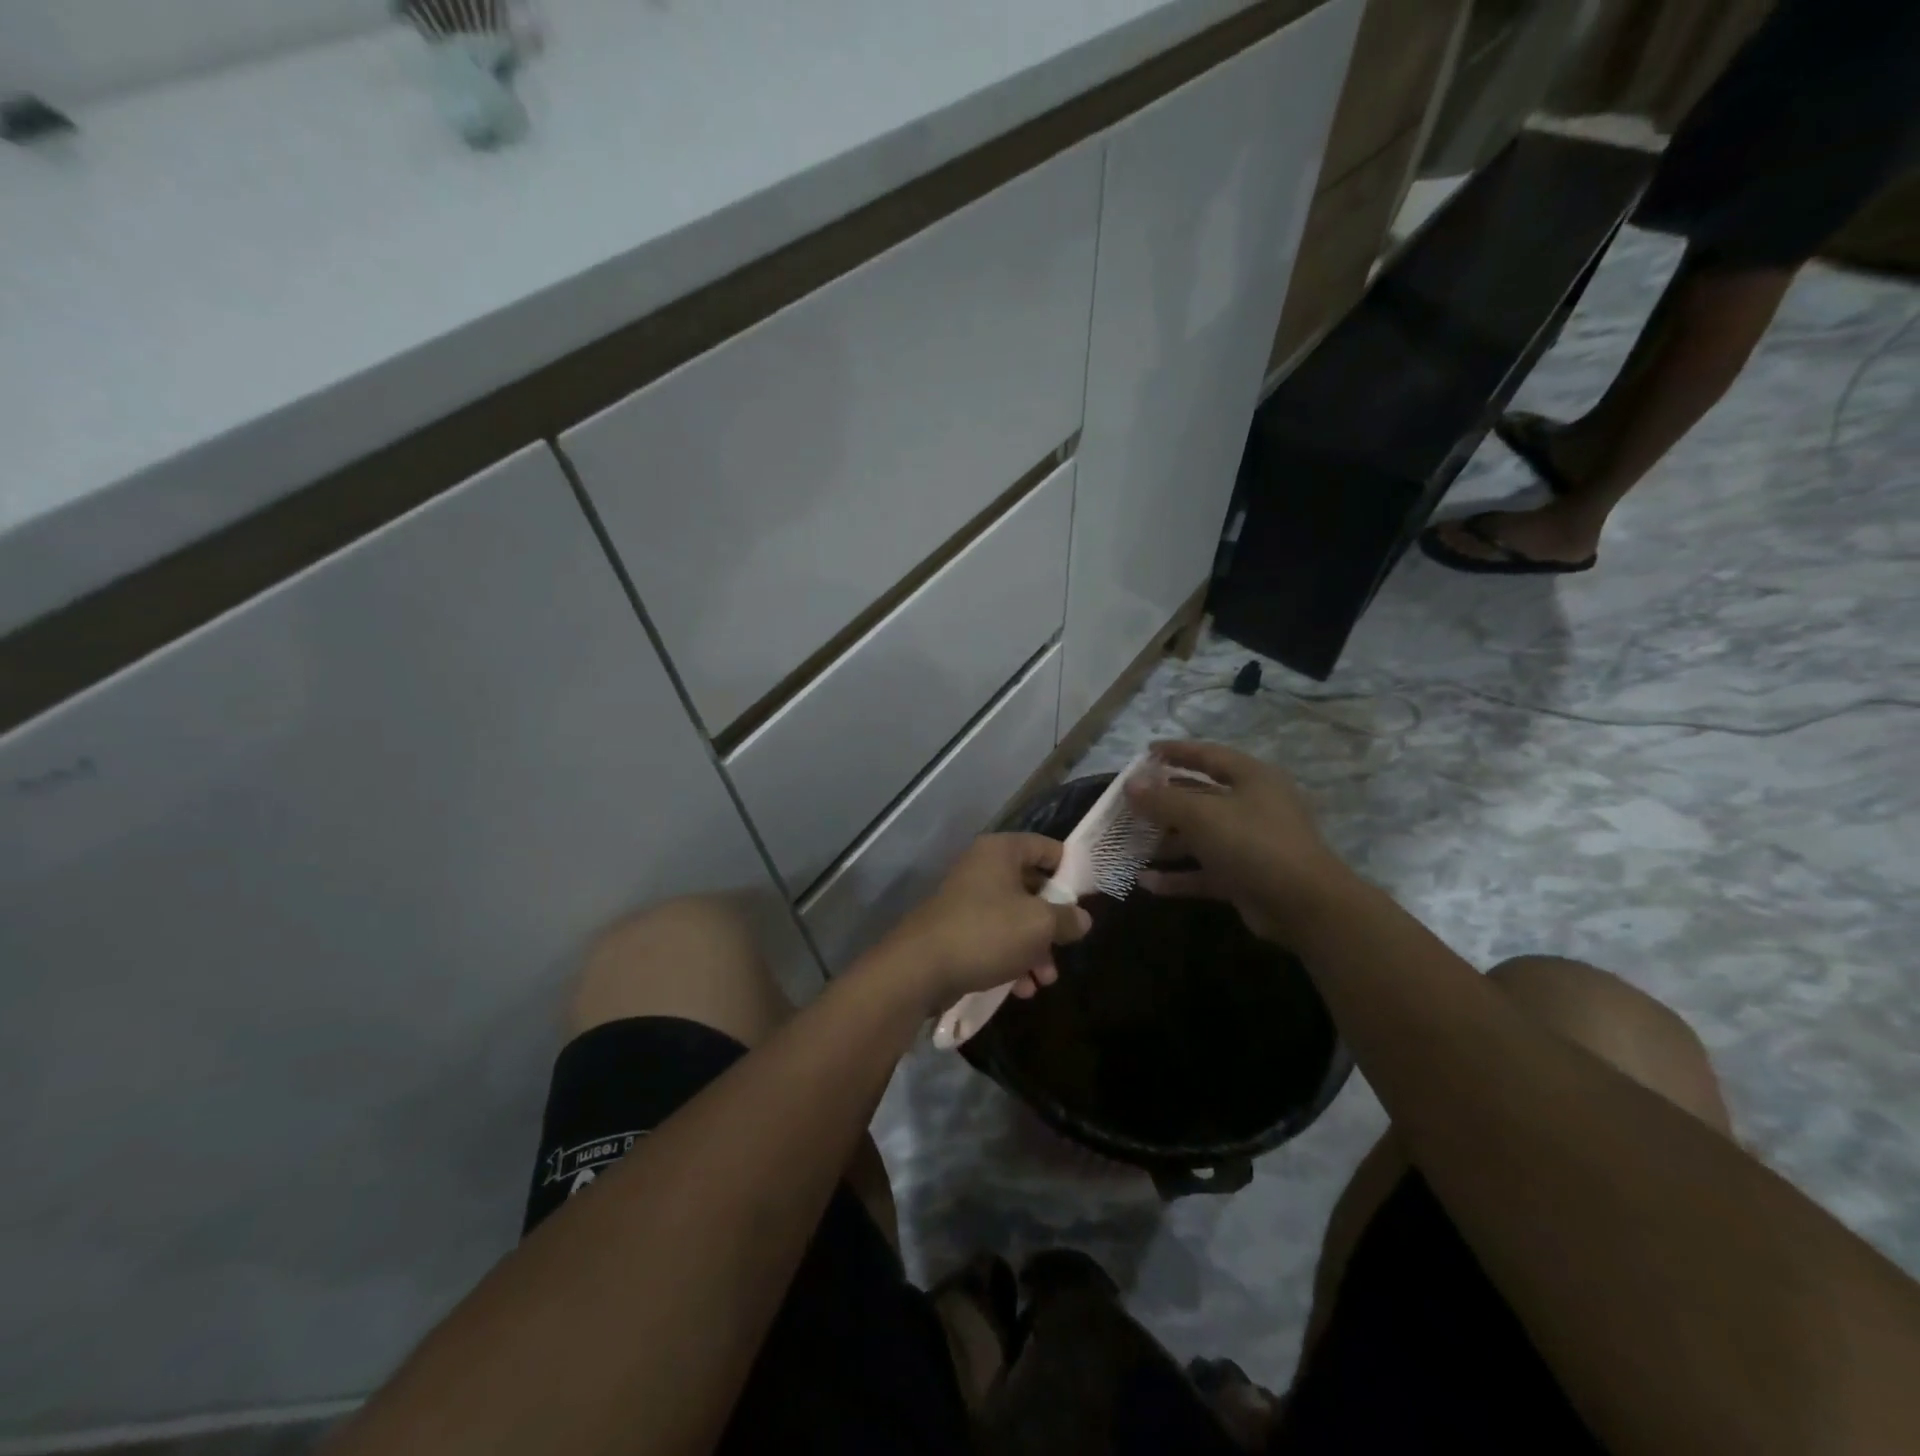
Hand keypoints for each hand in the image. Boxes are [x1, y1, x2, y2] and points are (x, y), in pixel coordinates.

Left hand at [873, 834, 1091, 1013]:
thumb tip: (1082, 918)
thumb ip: (1067, 918)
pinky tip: (1021, 989)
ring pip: (1014, 918)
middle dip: (1052, 923)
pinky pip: (994, 938)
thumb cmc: (986, 933)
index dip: (1071, 870)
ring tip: (1044, 980)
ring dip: (1035, 949)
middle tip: (1067, 946)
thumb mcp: (1039, 924)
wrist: (919, 969)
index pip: (1046, 848)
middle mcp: (982, 868)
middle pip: (1032, 887)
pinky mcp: (957, 930)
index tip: (1089, 897)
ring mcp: (967, 900)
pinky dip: (1011, 959)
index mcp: (1000, 852)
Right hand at [1125, 741, 1347, 942]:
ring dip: (1166, 841)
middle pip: (1200, 797)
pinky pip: (1204, 871)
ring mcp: (1250, 843)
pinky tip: (1145, 882)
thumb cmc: (1253, 844)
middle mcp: (1252, 806)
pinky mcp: (1244, 877)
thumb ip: (1162, 799)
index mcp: (1252, 778)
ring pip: (1200, 836)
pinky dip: (1178, 876)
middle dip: (1163, 801)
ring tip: (1129, 844)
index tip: (1145, 752)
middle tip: (1129, 803)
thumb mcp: (1202, 815)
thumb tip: (1129, 785)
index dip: (1176, 751)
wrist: (1304, 906)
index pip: (1208, 754)